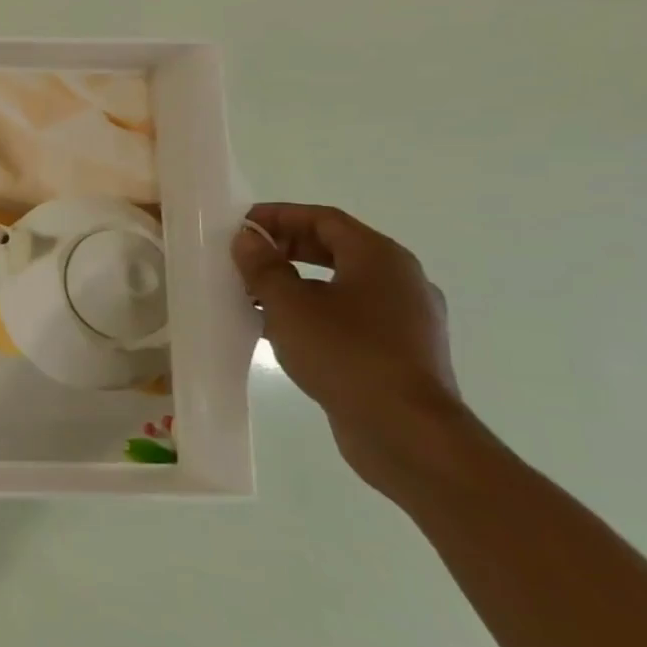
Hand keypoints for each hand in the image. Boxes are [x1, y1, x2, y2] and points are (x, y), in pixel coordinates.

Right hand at [231, 202, 488, 499]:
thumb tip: (248, 238)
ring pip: (343, 283)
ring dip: (297, 281)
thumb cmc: (345, 354)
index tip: (240, 225)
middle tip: (243, 257)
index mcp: (381, 258)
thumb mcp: (289, 305)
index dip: (279, 216)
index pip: (324, 219)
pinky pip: (351, 313)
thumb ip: (264, 267)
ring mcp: (407, 317)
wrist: (406, 431)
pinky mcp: (401, 349)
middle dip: (286, 247)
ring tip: (254, 294)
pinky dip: (315, 309)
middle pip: (337, 247)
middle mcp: (402, 279)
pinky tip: (284, 328)